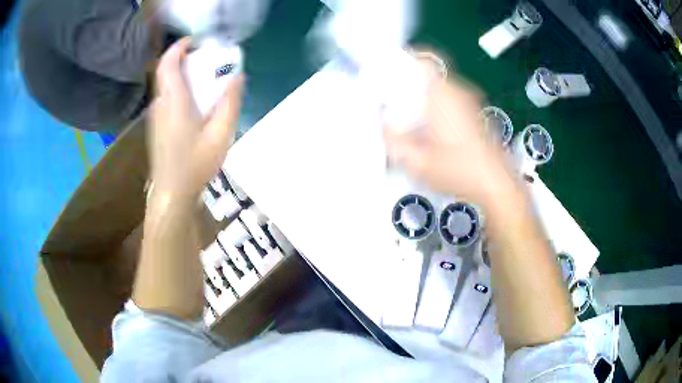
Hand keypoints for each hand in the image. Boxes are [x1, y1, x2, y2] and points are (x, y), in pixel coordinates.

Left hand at [150, 37, 243, 198]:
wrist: (172, 192)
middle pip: (166, 70)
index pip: (168, 63)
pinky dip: (177, 88)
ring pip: (164, 84)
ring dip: (179, 73)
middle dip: (182, 58)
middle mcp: (161, 104)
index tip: (196, 41)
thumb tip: (238, 77)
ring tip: (201, 77)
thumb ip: (230, 102)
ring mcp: (156, 116)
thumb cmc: (195, 165)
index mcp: (174, 101)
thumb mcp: (221, 134)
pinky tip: (192, 102)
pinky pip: (165, 97)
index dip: (179, 47)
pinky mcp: (156, 125)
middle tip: (204, 58)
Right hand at [384, 72, 512, 204]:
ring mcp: (469, 103)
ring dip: (422, 96)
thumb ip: (394, 141)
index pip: (424, 61)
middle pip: (428, 75)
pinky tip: (429, 130)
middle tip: (391, 101)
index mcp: (442, 95)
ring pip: (439, 88)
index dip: (404, 60)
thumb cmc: (458, 171)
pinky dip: (435, 106)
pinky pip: (450, 99)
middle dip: (408, 83)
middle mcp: (457, 92)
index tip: (387, 70)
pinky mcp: (475, 114)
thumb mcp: (417, 162)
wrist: (496, 185)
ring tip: (407, 117)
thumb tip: (381, 125)